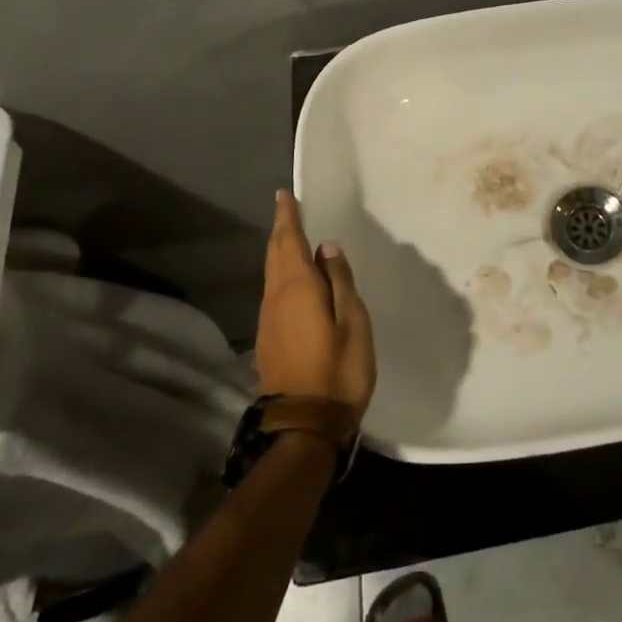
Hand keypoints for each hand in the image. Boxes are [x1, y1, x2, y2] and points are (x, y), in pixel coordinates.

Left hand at [257, 191, 375, 414]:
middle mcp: (276, 298)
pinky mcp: (268, 339)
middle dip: (281, 230)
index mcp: (298, 288)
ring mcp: (268, 320)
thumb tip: (328, 248)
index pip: (290, 242)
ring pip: (271, 274)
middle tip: (286, 209)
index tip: (284, 195)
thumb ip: (340, 281)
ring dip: (279, 251)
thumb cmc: (338, 369)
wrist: (303, 426)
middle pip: (275, 255)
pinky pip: (273, 291)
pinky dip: (280, 273)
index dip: (288, 217)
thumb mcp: (353, 321)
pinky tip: (292, 277)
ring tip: (290, 235)